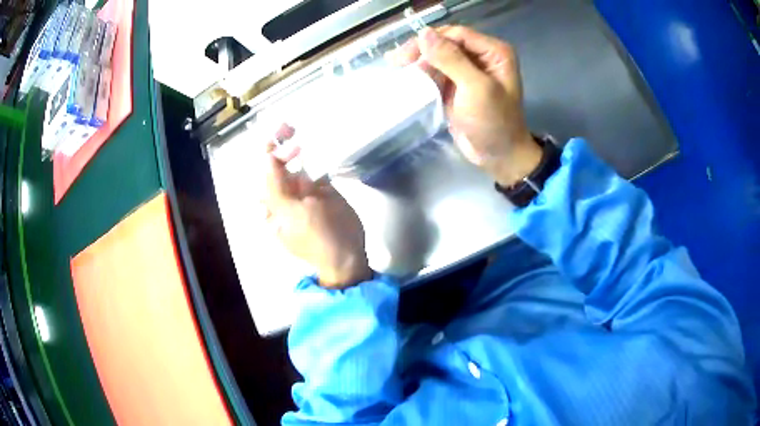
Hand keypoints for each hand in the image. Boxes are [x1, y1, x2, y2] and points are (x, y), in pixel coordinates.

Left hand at [262, 127, 371, 288]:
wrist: (348, 253)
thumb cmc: (316, 237)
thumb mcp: (291, 214)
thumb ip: (276, 186)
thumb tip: (266, 157)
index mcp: (271, 203)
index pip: (264, 173)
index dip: (268, 153)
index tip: (278, 137)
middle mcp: (284, 194)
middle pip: (277, 164)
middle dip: (278, 144)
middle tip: (286, 126)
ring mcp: (303, 190)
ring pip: (294, 162)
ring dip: (291, 145)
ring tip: (291, 127)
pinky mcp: (321, 188)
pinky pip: (313, 167)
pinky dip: (311, 154)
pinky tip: (309, 143)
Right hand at [389, 26, 541, 186]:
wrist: (499, 156)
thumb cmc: (494, 123)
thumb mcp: (475, 89)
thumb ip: (451, 59)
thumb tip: (424, 34)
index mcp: (494, 52)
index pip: (457, 34)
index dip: (431, 40)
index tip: (407, 55)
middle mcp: (482, 56)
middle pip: (446, 42)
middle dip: (422, 50)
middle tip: (396, 61)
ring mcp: (468, 70)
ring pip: (438, 56)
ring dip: (418, 61)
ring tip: (396, 66)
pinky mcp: (457, 84)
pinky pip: (436, 71)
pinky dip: (422, 73)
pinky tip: (407, 75)